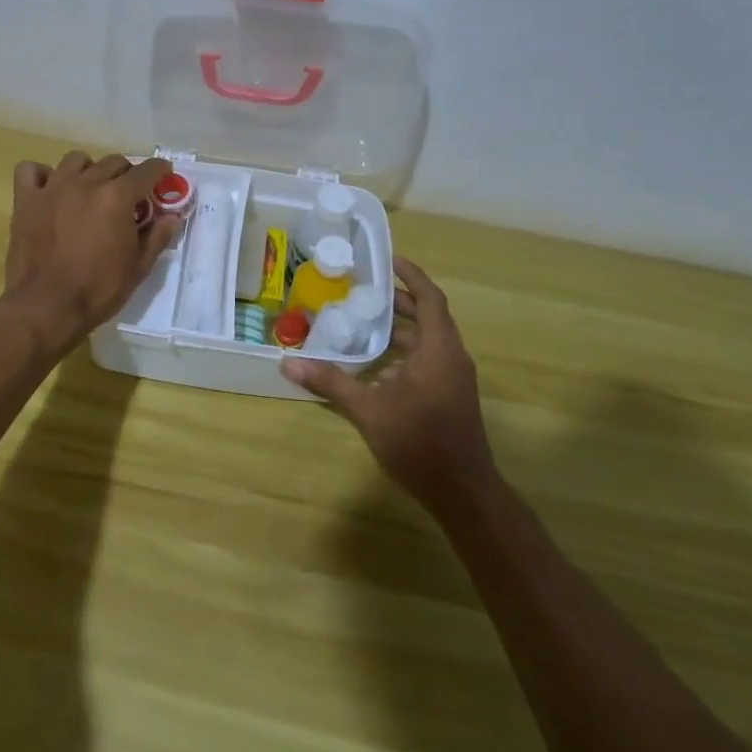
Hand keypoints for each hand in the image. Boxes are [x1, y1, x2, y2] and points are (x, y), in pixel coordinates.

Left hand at [0, 152, 182, 352]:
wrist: (45, 308)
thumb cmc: (97, 291)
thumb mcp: (138, 268)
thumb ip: (157, 237)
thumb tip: (172, 216)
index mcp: (117, 197)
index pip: (146, 171)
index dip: (160, 171)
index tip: (164, 175)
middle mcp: (86, 183)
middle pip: (113, 162)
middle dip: (126, 174)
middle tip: (128, 196)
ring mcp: (52, 188)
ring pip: (75, 160)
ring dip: (89, 170)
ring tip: (90, 191)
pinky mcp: (26, 200)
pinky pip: (31, 171)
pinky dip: (42, 175)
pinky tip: (50, 190)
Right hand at [283, 257, 498, 512]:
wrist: (462, 492)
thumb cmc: (419, 442)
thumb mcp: (369, 410)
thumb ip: (331, 382)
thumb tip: (288, 363)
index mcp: (439, 349)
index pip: (430, 298)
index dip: (411, 275)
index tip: (388, 260)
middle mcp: (452, 357)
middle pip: (429, 316)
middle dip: (400, 302)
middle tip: (365, 291)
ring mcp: (455, 378)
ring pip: (430, 340)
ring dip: (403, 329)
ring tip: (366, 323)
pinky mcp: (452, 395)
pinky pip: (430, 359)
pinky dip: (407, 352)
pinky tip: (378, 366)